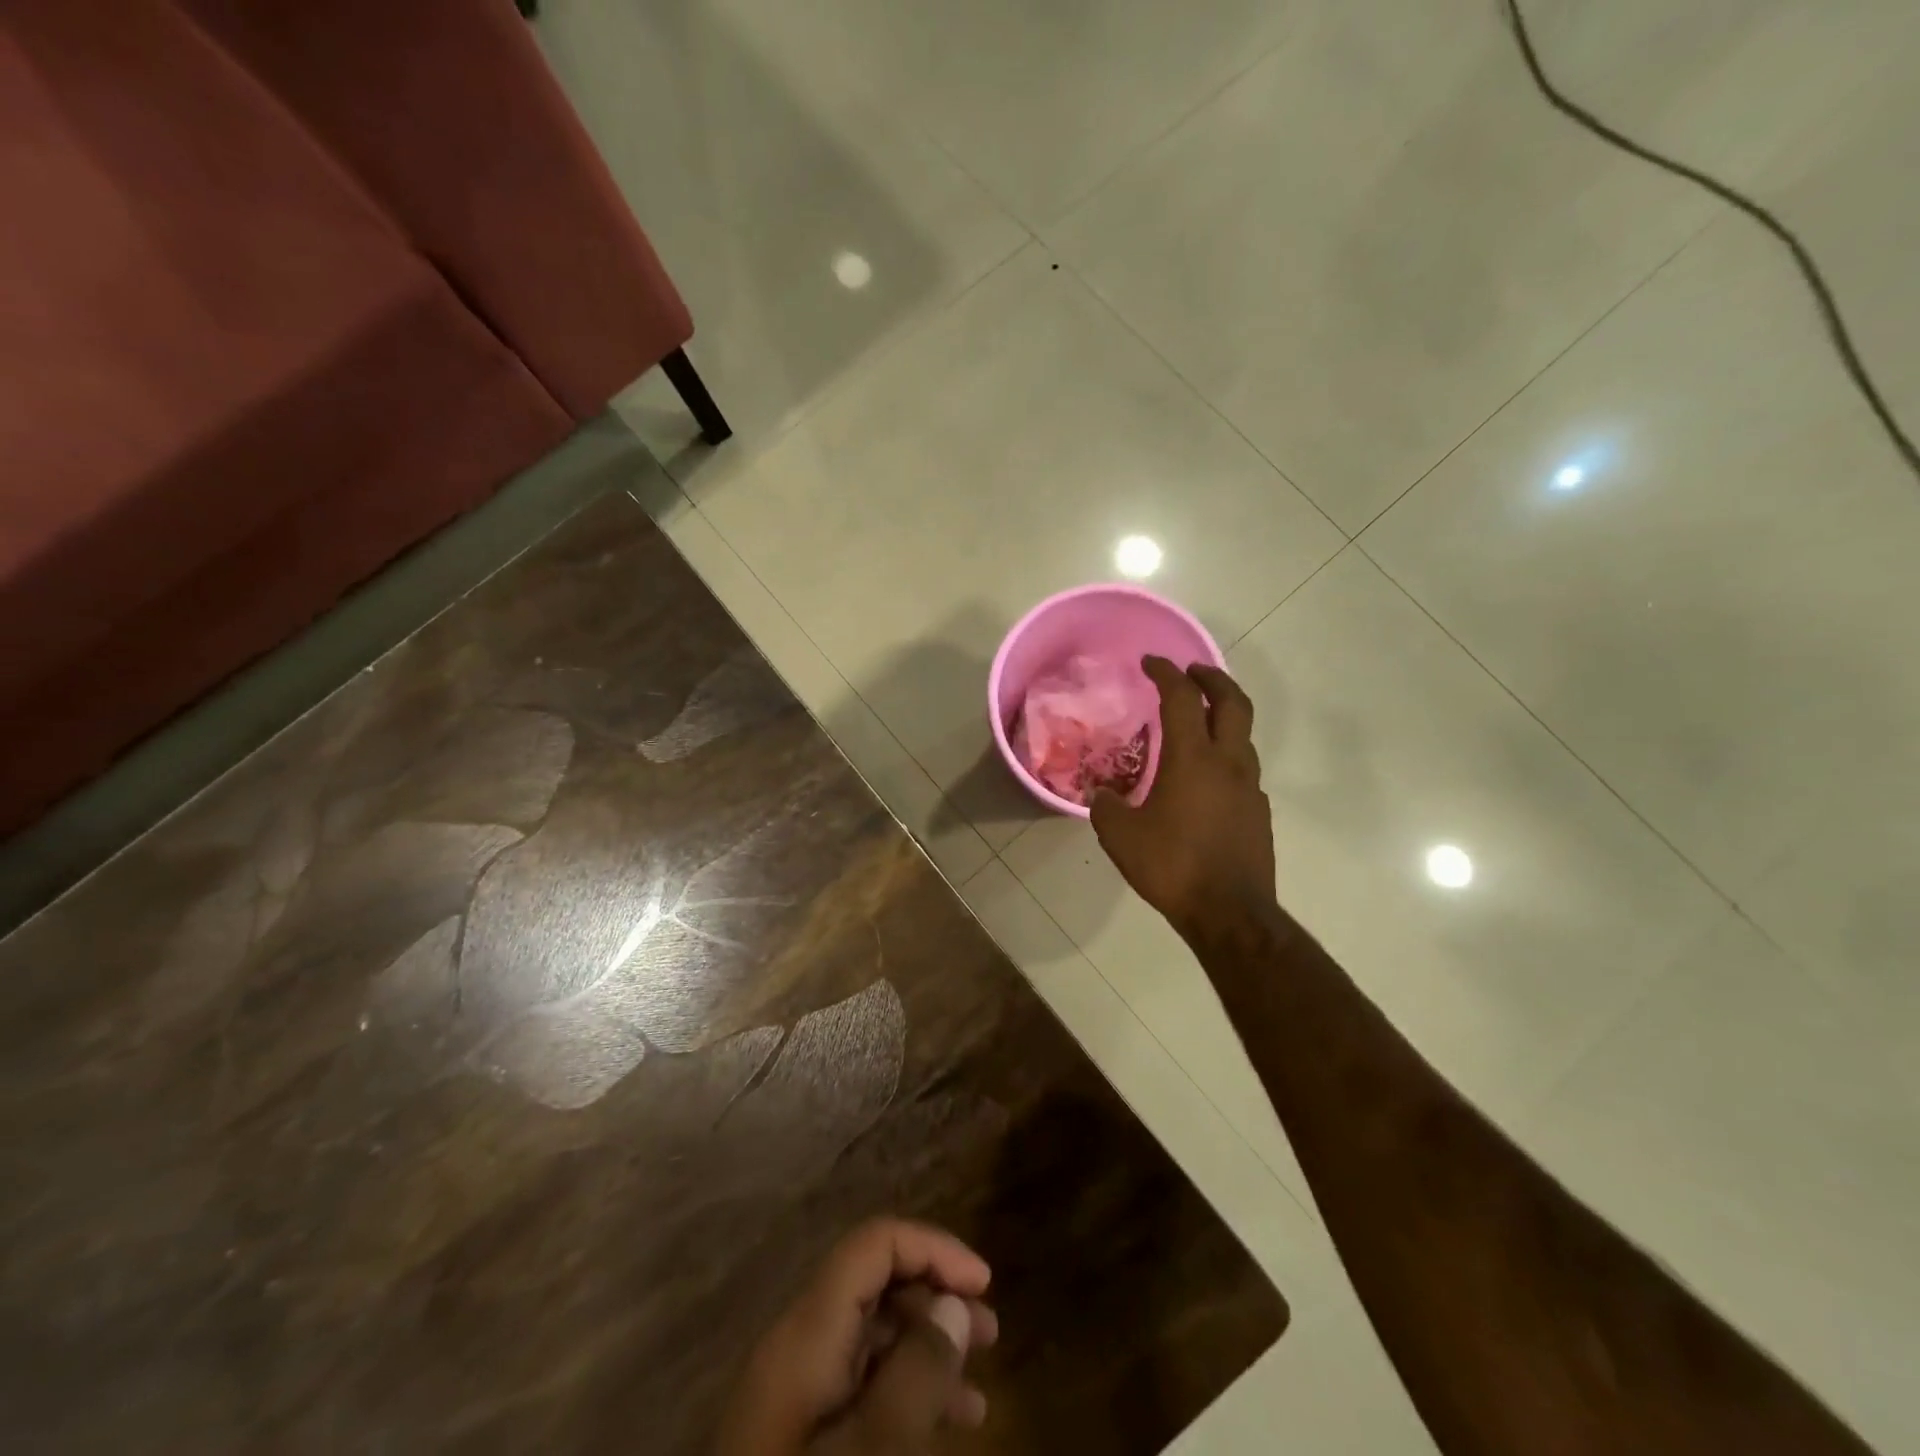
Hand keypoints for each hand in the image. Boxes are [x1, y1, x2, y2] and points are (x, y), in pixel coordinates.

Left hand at [716, 1219, 998, 1455]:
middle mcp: (798, 1344)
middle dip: (936, 1295)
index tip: (984, 1284)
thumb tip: (953, 1304)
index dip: (933, 1248)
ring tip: (979, 1385)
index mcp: (807, 1330)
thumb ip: (917, 1375)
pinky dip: (905, 1390)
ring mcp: (794, 1392)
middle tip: (990, 1333)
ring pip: (871, 1336)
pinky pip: (860, 1385)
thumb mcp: (873, 1453)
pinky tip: (947, 1425)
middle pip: (874, 1283)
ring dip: (928, 1347)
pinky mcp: (797, 1434)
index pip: (874, 1243)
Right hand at [1091, 657, 1275, 938]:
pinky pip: (1244, 769)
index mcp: (1193, 759)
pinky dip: (1226, 756)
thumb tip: (1102, 795)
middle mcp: (1229, 762)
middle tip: (1191, 672)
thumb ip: (1107, 807)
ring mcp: (1250, 787)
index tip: (1151, 662)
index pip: (1182, 698)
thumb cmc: (1172, 866)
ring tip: (1197, 724)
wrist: (1230, 913)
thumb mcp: (1121, 836)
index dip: (1166, 673)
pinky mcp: (1259, 812)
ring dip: (1222, 717)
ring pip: (1243, 735)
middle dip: (1212, 678)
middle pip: (1232, 702)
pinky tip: (1206, 779)